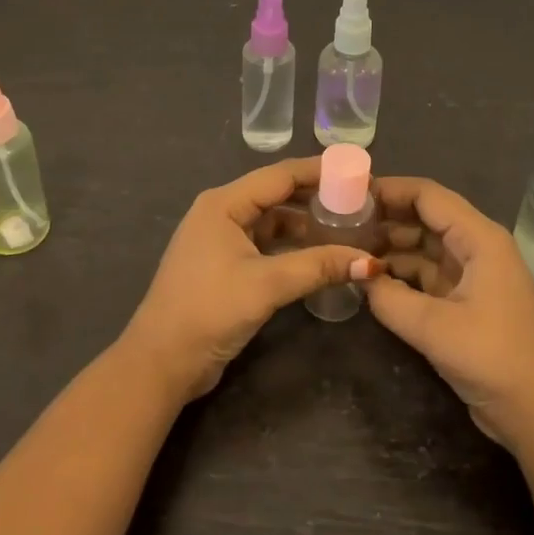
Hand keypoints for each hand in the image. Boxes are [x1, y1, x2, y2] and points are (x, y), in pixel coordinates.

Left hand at [121, 158, 383, 401]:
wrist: (160, 363)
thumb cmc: (208, 311)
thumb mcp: (266, 285)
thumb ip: (318, 267)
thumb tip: (372, 262)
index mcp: (224, 203)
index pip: (279, 175)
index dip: (319, 171)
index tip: (357, 171)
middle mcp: (221, 213)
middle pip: (277, 195)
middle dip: (316, 197)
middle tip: (359, 201)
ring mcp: (221, 240)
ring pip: (272, 222)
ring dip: (306, 225)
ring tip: (347, 227)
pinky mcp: (225, 266)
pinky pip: (266, 245)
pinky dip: (292, 248)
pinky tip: (320, 256)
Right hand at [365, 177, 533, 449]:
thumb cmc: (493, 359)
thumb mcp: (434, 328)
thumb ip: (389, 298)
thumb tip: (358, 275)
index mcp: (480, 238)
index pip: (428, 195)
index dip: (389, 190)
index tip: (349, 194)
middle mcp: (477, 246)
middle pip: (425, 216)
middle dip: (385, 217)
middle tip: (341, 223)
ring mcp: (473, 272)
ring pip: (424, 244)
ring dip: (390, 246)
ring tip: (348, 248)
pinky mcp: (466, 298)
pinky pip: (427, 272)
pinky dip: (401, 272)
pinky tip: (372, 278)